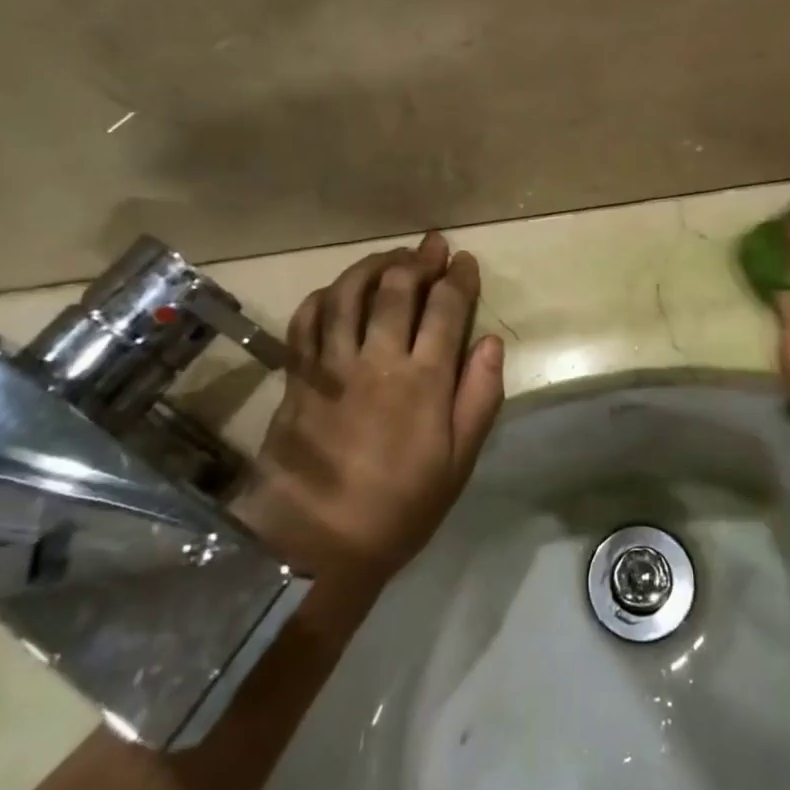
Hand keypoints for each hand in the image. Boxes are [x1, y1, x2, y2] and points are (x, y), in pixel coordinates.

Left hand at [241, 233, 504, 592]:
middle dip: (418, 260)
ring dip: (372, 266)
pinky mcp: (298, 378)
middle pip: (396, 290)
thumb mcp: (458, 461)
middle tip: (431, 245)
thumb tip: (491, 342)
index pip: (445, 309)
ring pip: (349, 295)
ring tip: (389, 256)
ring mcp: (332, 366)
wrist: (318, 544)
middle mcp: (377, 361)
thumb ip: (479, 397)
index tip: (465, 260)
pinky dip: (323, 297)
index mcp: (423, 381)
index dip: (457, 278)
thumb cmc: (401, 506)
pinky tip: (337, 291)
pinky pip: (306, 322)